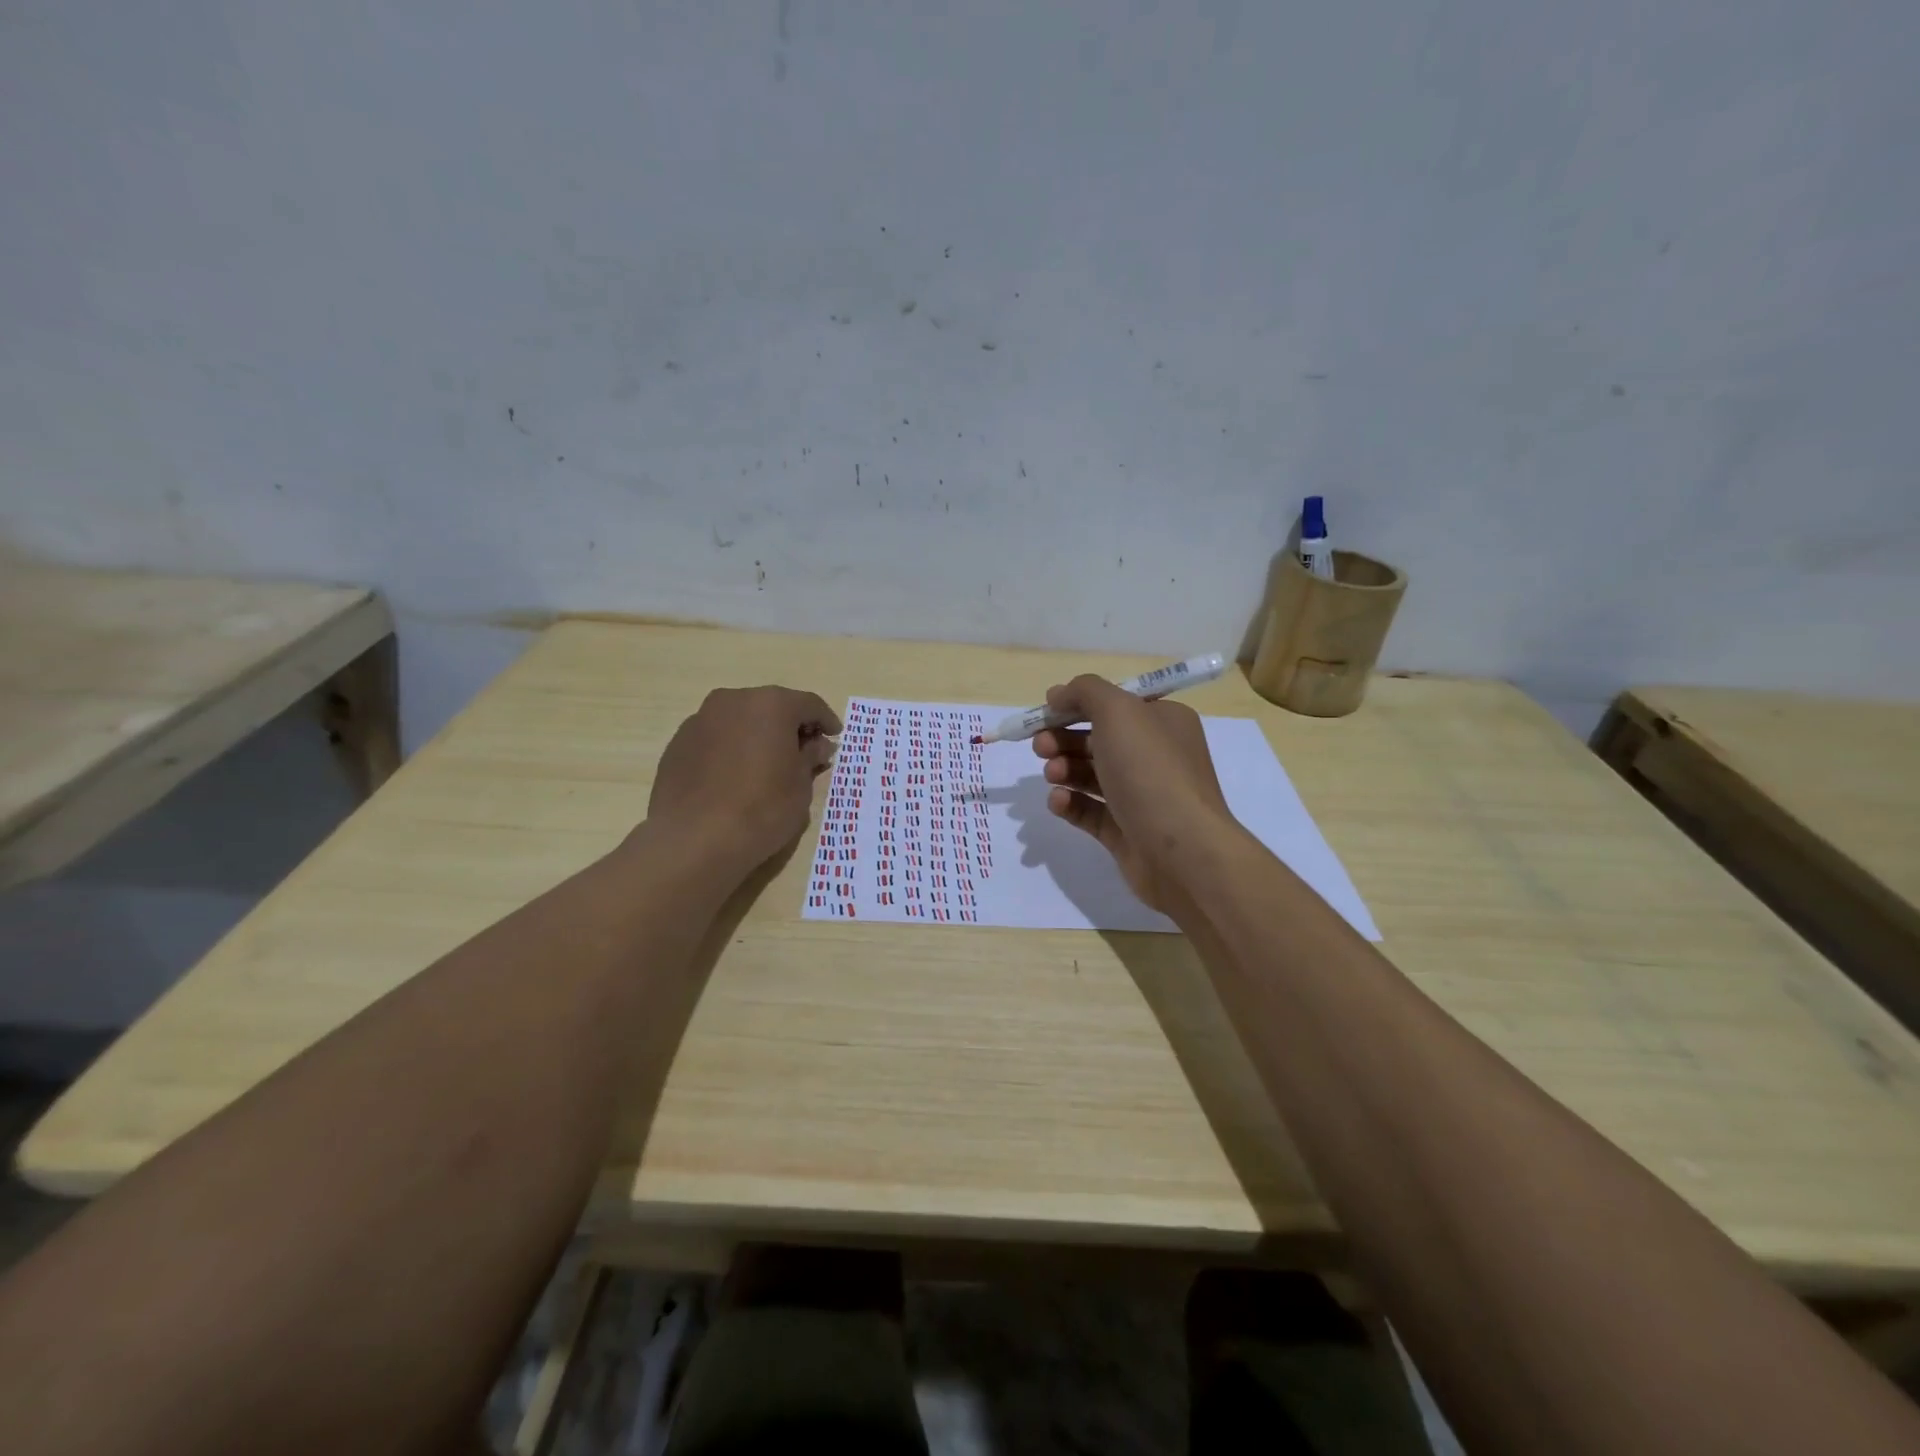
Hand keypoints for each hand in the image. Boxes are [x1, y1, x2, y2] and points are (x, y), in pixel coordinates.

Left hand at [648, 685, 840, 873]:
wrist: (694, 839)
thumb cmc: (762, 809)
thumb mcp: (801, 786)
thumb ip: (810, 757)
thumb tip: (817, 745)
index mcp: (771, 705)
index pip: (809, 704)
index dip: (826, 721)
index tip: (834, 738)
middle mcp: (733, 701)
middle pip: (771, 707)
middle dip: (790, 726)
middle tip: (803, 752)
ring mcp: (700, 720)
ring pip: (740, 721)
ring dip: (757, 736)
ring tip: (767, 766)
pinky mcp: (678, 744)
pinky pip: (715, 739)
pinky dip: (731, 749)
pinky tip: (735, 777)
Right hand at [1031, 675, 1239, 913]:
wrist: (1181, 850)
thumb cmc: (1151, 771)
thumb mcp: (1119, 711)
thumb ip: (1085, 692)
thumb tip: (1058, 694)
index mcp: (1163, 721)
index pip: (1115, 704)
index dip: (1078, 704)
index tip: (1046, 711)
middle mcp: (1155, 756)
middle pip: (1098, 739)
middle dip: (1063, 739)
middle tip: (1040, 746)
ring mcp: (1140, 796)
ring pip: (1091, 775)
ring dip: (1064, 769)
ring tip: (1052, 775)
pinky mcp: (1125, 831)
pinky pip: (1090, 810)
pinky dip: (1070, 803)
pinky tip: (1058, 801)